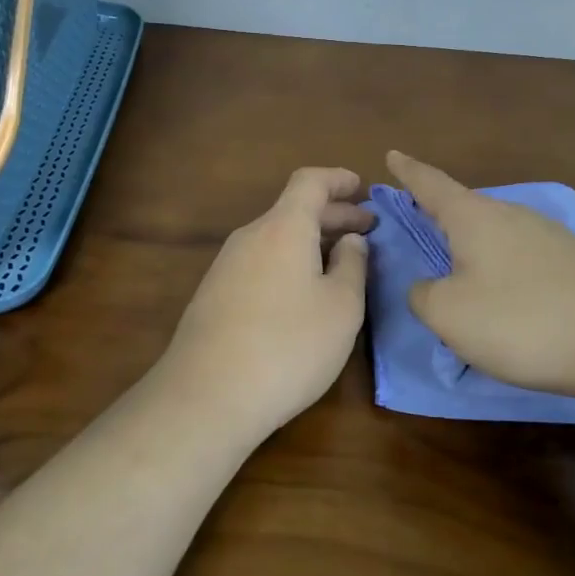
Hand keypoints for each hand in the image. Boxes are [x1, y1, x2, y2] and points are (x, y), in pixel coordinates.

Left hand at [155, 167, 374, 435]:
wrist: (207, 396)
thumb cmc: (289, 346)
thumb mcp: (341, 307)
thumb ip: (353, 265)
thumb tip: (350, 240)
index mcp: (283, 228)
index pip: (310, 182)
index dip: (338, 179)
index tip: (362, 188)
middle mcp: (250, 237)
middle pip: (294, 210)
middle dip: (334, 215)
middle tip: (367, 229)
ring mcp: (226, 266)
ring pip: (276, 238)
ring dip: (311, 242)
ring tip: (341, 263)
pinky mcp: (214, 295)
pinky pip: (260, 262)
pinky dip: (289, 263)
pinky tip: (303, 294)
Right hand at [385, 151, 574, 402]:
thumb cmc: (521, 322)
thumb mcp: (449, 315)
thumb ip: (423, 295)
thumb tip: (428, 286)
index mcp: (474, 217)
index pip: (431, 183)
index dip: (408, 171)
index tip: (392, 154)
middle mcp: (512, 214)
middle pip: (466, 207)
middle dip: (440, 212)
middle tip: (420, 219)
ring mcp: (550, 235)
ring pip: (497, 232)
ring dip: (474, 244)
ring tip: (461, 267)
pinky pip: (522, 255)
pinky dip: (503, 266)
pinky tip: (507, 294)